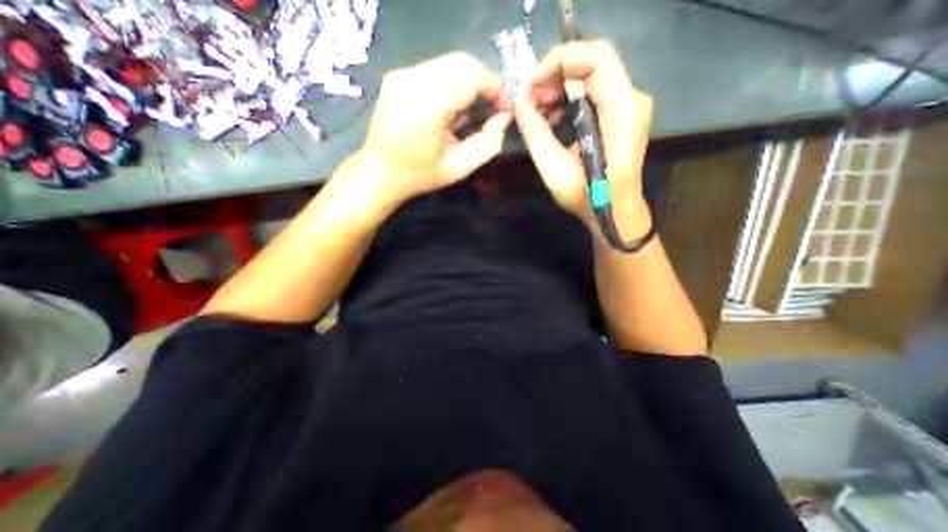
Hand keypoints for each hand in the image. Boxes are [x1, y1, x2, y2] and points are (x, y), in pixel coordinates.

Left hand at [347, 51, 511, 210]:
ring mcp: (402, 74)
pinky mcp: (398, 75)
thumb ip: (488, 144)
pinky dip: (453, 83)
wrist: (379, 172)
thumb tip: (503, 118)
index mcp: (426, 107)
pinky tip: (452, 108)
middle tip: (492, 109)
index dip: (495, 89)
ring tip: (473, 112)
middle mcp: (412, 81)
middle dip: (485, 84)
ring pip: (450, 63)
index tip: (504, 110)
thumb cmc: (419, 175)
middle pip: (462, 63)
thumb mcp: (459, 168)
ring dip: (469, 83)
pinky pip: (436, 68)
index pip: (471, 77)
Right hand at [516, 42, 655, 235]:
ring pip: (592, 73)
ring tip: (536, 109)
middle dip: (556, 72)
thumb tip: (519, 105)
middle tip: (530, 96)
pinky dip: (567, 97)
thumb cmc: (587, 197)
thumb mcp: (556, 172)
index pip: (597, 61)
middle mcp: (631, 100)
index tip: (531, 83)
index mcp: (621, 113)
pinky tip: (551, 117)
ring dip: (559, 85)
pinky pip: (592, 91)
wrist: (614, 211)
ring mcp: (627, 105)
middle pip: (595, 60)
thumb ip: (537, 137)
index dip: (560, 62)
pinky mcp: (619, 112)